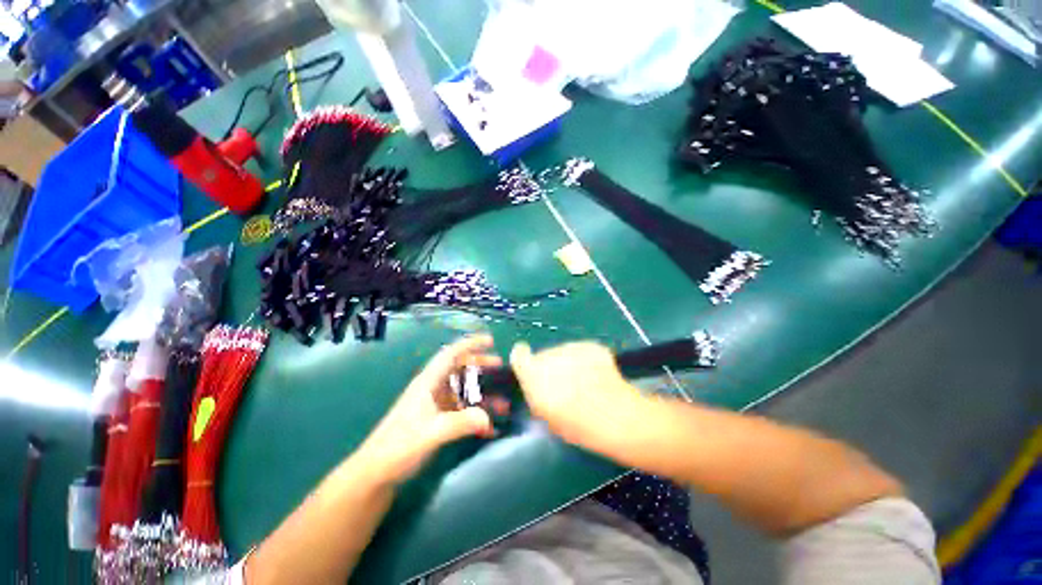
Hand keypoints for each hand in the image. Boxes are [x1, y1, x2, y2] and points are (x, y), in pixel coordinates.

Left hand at [358, 335, 502, 483]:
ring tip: (503, 403)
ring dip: (483, 395)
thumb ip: (460, 423)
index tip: (490, 340)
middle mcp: (433, 389)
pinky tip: (490, 428)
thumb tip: (488, 417)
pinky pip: (462, 411)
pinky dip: (476, 416)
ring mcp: (436, 405)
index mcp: (429, 382)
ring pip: (463, 391)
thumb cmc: (399, 446)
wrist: (377, 473)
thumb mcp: (431, 433)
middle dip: (480, 365)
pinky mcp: (438, 421)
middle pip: (460, 368)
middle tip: (500, 366)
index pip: (451, 354)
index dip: (470, 344)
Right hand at [510, 342, 645, 456]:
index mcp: (534, 375)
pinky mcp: (590, 345)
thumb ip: (536, 395)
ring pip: (562, 352)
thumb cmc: (579, 425)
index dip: (522, 360)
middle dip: (549, 367)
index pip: (519, 355)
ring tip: (583, 382)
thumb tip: (536, 386)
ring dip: (567, 362)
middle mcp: (550, 356)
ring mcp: (572, 347)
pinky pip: (580, 351)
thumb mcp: (547, 417)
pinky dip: (585, 360)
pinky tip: (596, 376)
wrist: (618, 417)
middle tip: (563, 385)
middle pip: (543, 355)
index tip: (529, 369)